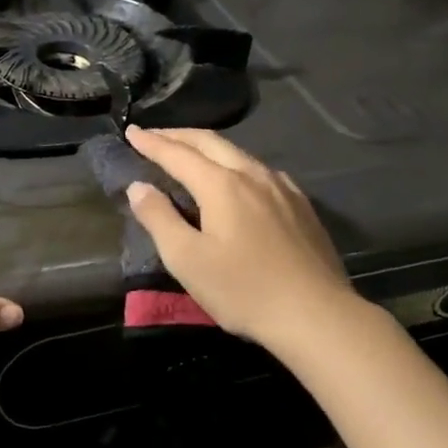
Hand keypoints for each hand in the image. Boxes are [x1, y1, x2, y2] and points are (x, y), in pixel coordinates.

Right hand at [122, 126, 360, 351]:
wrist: (316, 315)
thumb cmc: (243, 290)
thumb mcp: (187, 259)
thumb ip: (159, 218)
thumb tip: (138, 186)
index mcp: (221, 185)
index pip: (177, 154)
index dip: (151, 142)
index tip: (131, 132)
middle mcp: (253, 175)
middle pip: (210, 143)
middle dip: (178, 136)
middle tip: (154, 135)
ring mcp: (282, 188)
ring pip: (239, 153)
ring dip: (208, 147)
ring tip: (190, 152)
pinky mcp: (301, 206)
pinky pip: (260, 171)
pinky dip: (235, 164)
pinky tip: (238, 178)